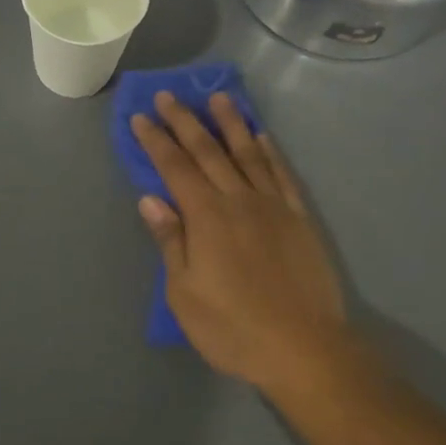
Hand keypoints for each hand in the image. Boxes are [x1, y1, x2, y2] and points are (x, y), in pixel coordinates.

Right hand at [131, 92, 353, 401]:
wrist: (304, 349)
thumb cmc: (232, 327)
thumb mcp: (184, 293)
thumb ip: (170, 240)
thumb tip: (151, 198)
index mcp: (206, 217)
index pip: (174, 168)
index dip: (156, 141)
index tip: (141, 116)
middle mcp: (238, 200)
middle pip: (208, 152)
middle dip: (186, 121)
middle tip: (170, 95)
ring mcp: (272, 207)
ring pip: (248, 154)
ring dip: (230, 124)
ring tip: (219, 97)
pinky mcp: (298, 219)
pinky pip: (282, 175)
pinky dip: (270, 152)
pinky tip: (262, 136)